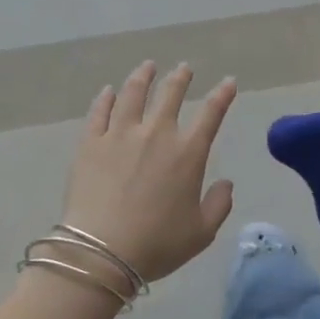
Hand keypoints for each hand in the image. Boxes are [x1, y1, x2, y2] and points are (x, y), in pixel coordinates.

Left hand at [61, 62, 237, 284]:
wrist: (102, 252)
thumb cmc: (157, 244)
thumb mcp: (201, 232)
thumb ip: (219, 205)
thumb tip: (226, 183)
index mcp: (187, 153)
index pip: (211, 113)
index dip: (223, 95)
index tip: (229, 82)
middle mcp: (156, 133)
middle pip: (170, 94)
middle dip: (180, 77)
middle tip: (184, 68)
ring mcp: (120, 134)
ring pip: (133, 93)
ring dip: (143, 76)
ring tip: (147, 66)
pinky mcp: (91, 142)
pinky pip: (99, 111)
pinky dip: (106, 98)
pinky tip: (109, 91)